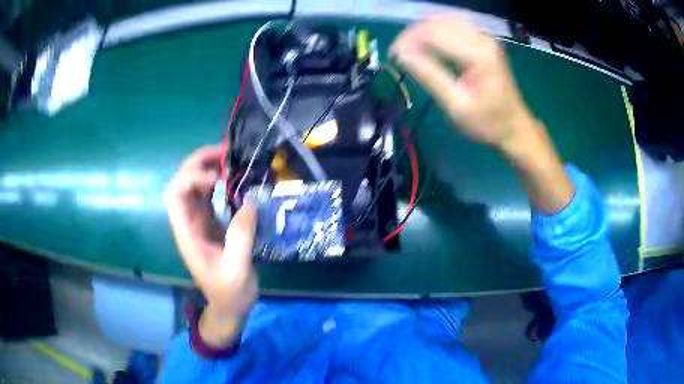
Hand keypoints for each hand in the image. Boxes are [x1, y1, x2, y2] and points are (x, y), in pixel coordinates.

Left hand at [165, 145, 257, 345]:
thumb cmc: (230, 293)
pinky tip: (234, 178)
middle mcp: (188, 223)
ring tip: (231, 158)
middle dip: (198, 163)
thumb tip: (249, 201)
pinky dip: (219, 180)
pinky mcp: (211, 223)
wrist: (229, 306)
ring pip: (194, 186)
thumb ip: (241, 237)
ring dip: (208, 168)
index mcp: (187, 234)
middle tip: (225, 153)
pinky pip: (208, 195)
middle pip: (182, 183)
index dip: (191, 179)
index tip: (219, 180)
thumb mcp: (237, 270)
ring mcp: (199, 222)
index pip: (175, 195)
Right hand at [392, 17, 573, 212]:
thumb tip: (401, 55)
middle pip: (439, 23)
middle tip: (399, 53)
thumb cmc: (488, 122)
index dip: (409, 40)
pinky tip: (428, 42)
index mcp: (478, 55)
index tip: (393, 55)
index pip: (435, 34)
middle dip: (414, 34)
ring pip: (446, 20)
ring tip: (410, 48)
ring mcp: (486, 38)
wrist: (515, 126)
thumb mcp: (456, 106)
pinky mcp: (485, 41)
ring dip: (424, 30)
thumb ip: (430, 76)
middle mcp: (483, 39)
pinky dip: (437, 30)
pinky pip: (456, 25)